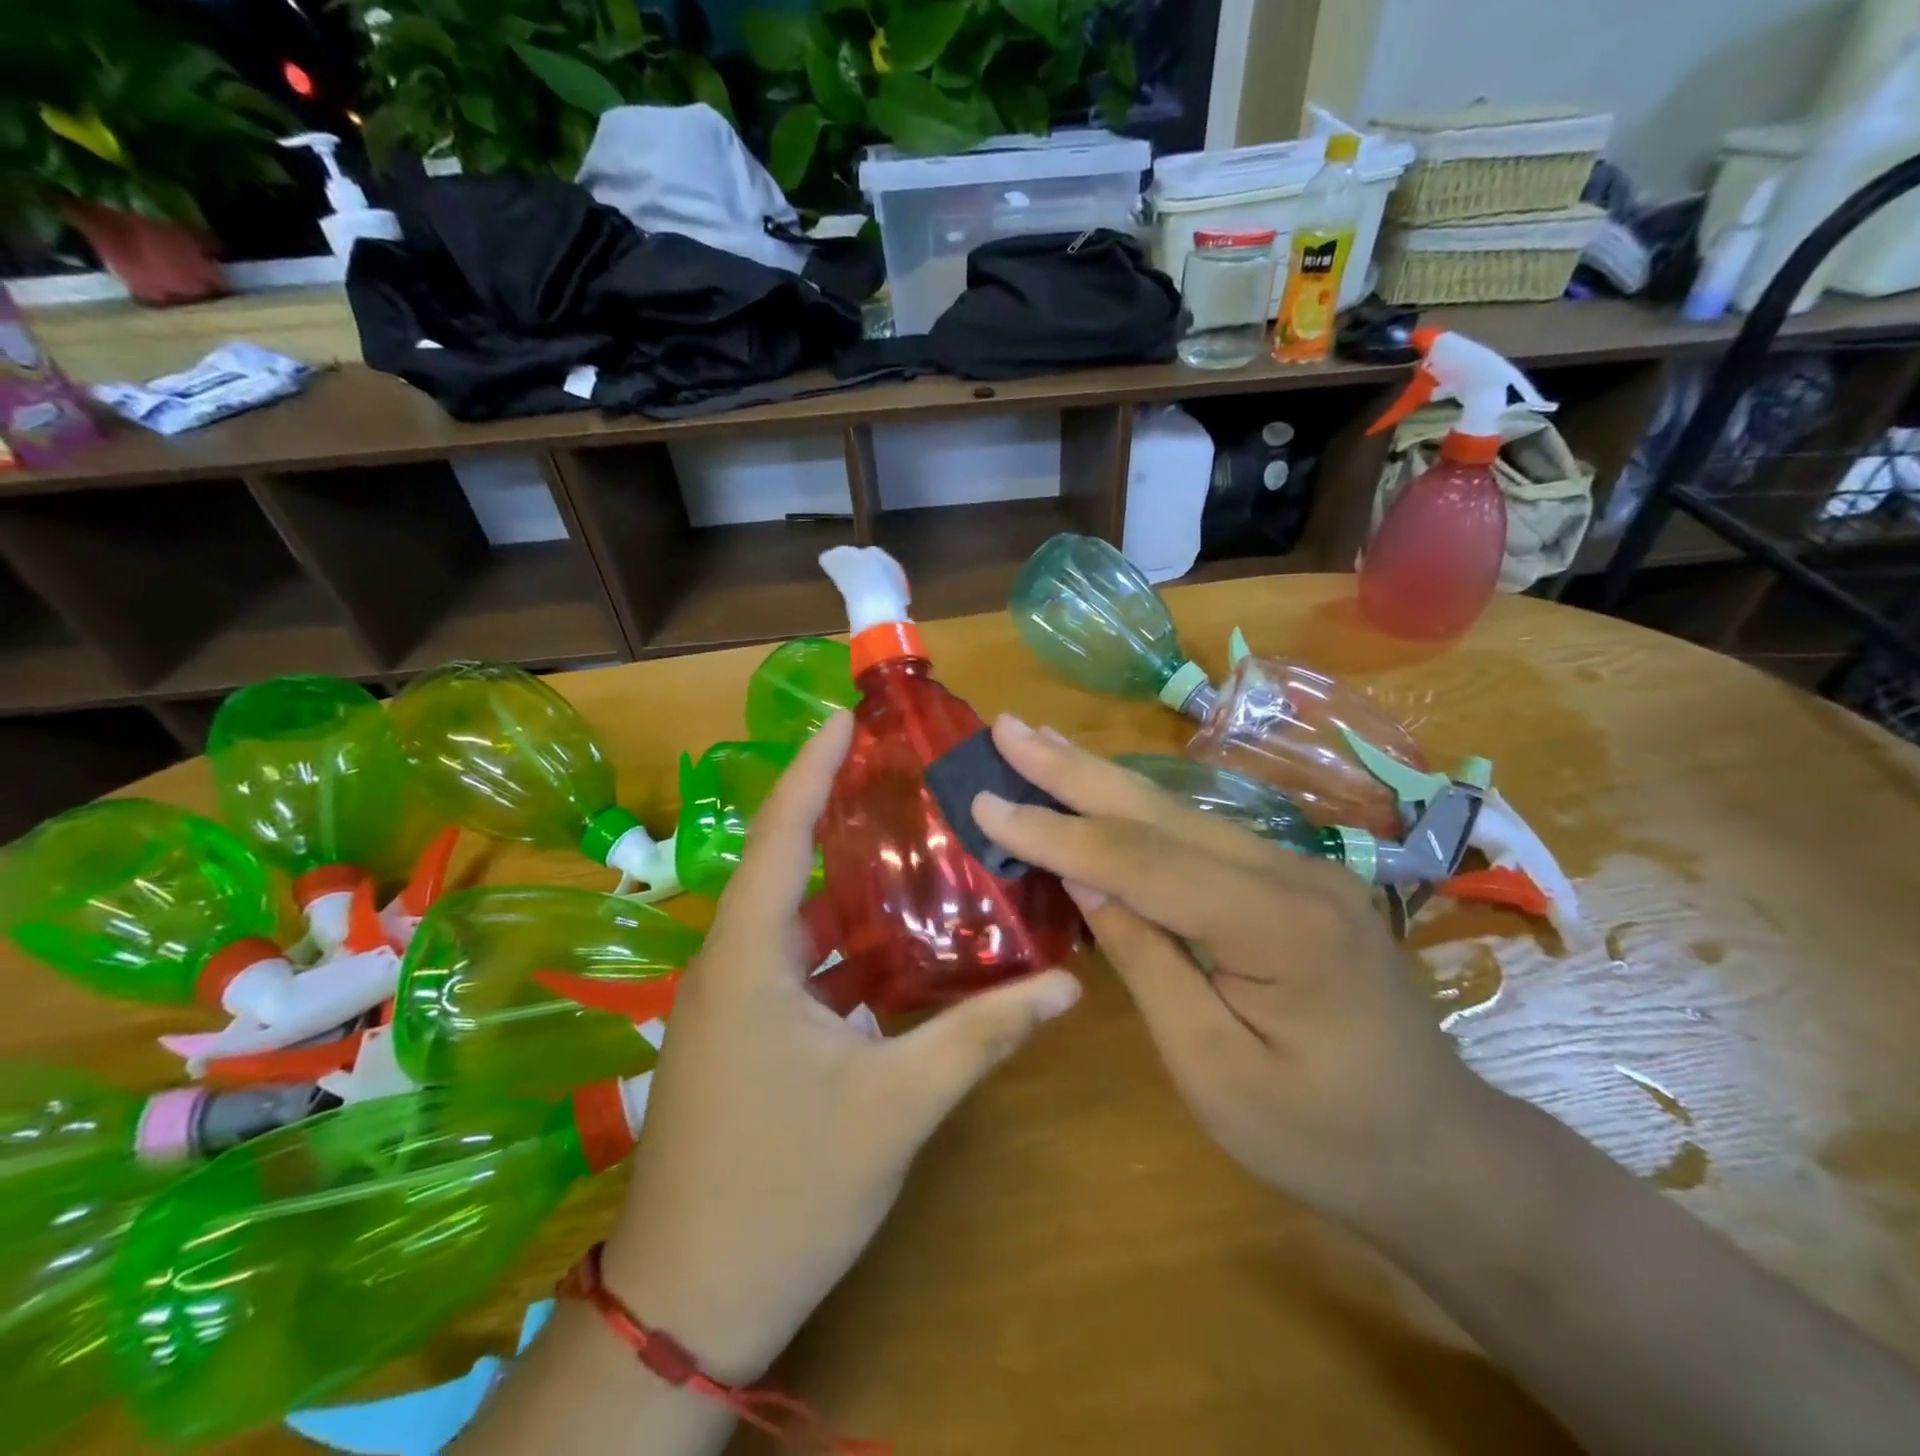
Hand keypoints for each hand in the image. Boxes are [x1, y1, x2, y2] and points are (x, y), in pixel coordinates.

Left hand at [602, 712, 1082, 1382]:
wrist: (691, 1304)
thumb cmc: (785, 1190)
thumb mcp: (895, 1107)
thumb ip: (979, 1036)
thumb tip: (1064, 985)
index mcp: (749, 959)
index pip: (780, 835)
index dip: (810, 769)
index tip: (842, 718)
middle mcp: (729, 965)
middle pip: (784, 865)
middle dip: (835, 813)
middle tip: (900, 776)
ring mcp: (728, 1003)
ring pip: (789, 918)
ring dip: (841, 882)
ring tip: (907, 842)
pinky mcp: (738, 1037)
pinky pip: (790, 962)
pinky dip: (837, 939)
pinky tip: (890, 941)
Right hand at [971, 715, 1493, 1233]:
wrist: (1439, 1151)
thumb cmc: (1321, 1134)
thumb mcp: (1213, 1068)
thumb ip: (1147, 960)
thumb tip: (1083, 877)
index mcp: (1277, 925)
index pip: (1141, 861)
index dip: (1056, 831)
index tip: (986, 804)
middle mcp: (1293, 874)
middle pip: (1160, 812)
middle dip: (1073, 770)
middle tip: (1008, 728)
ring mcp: (1301, 870)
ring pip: (1181, 812)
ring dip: (1101, 779)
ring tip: (1039, 745)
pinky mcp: (1295, 881)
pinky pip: (1202, 835)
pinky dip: (1138, 812)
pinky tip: (1103, 793)